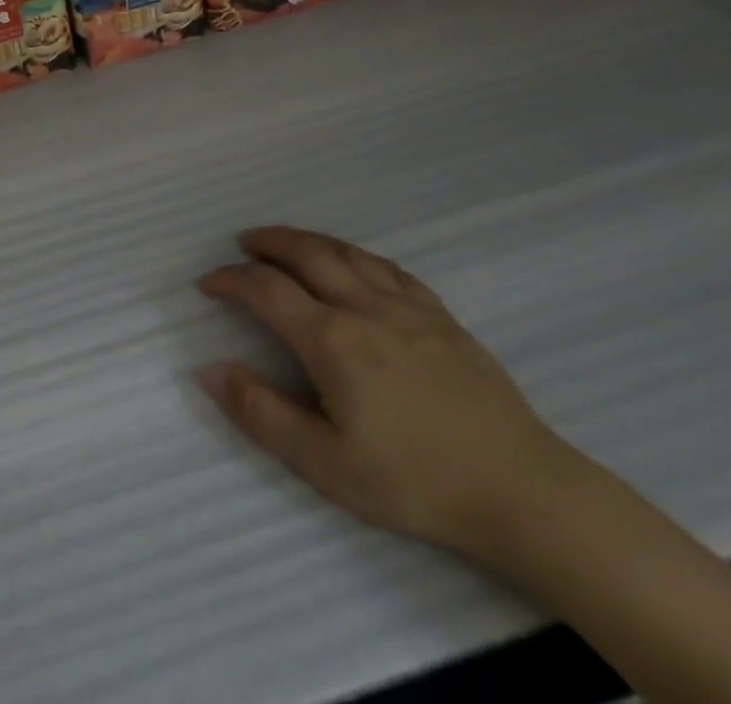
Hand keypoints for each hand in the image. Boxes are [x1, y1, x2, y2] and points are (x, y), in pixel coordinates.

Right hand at [197, 226, 583, 558]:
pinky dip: (356, 254)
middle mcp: (364, 307)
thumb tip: (209, 370)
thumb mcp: (327, 464)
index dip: (231, 280)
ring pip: (346, 253)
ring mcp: (407, 307)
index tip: (208, 283)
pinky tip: (353, 263)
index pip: (266, 290)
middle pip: (306, 254)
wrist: (522, 491)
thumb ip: (262, 414)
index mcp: (332, 340)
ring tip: (286, 241)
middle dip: (268, 243)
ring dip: (308, 240)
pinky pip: (388, 268)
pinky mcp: (441, 316)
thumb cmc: (415, 482)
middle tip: (243, 243)